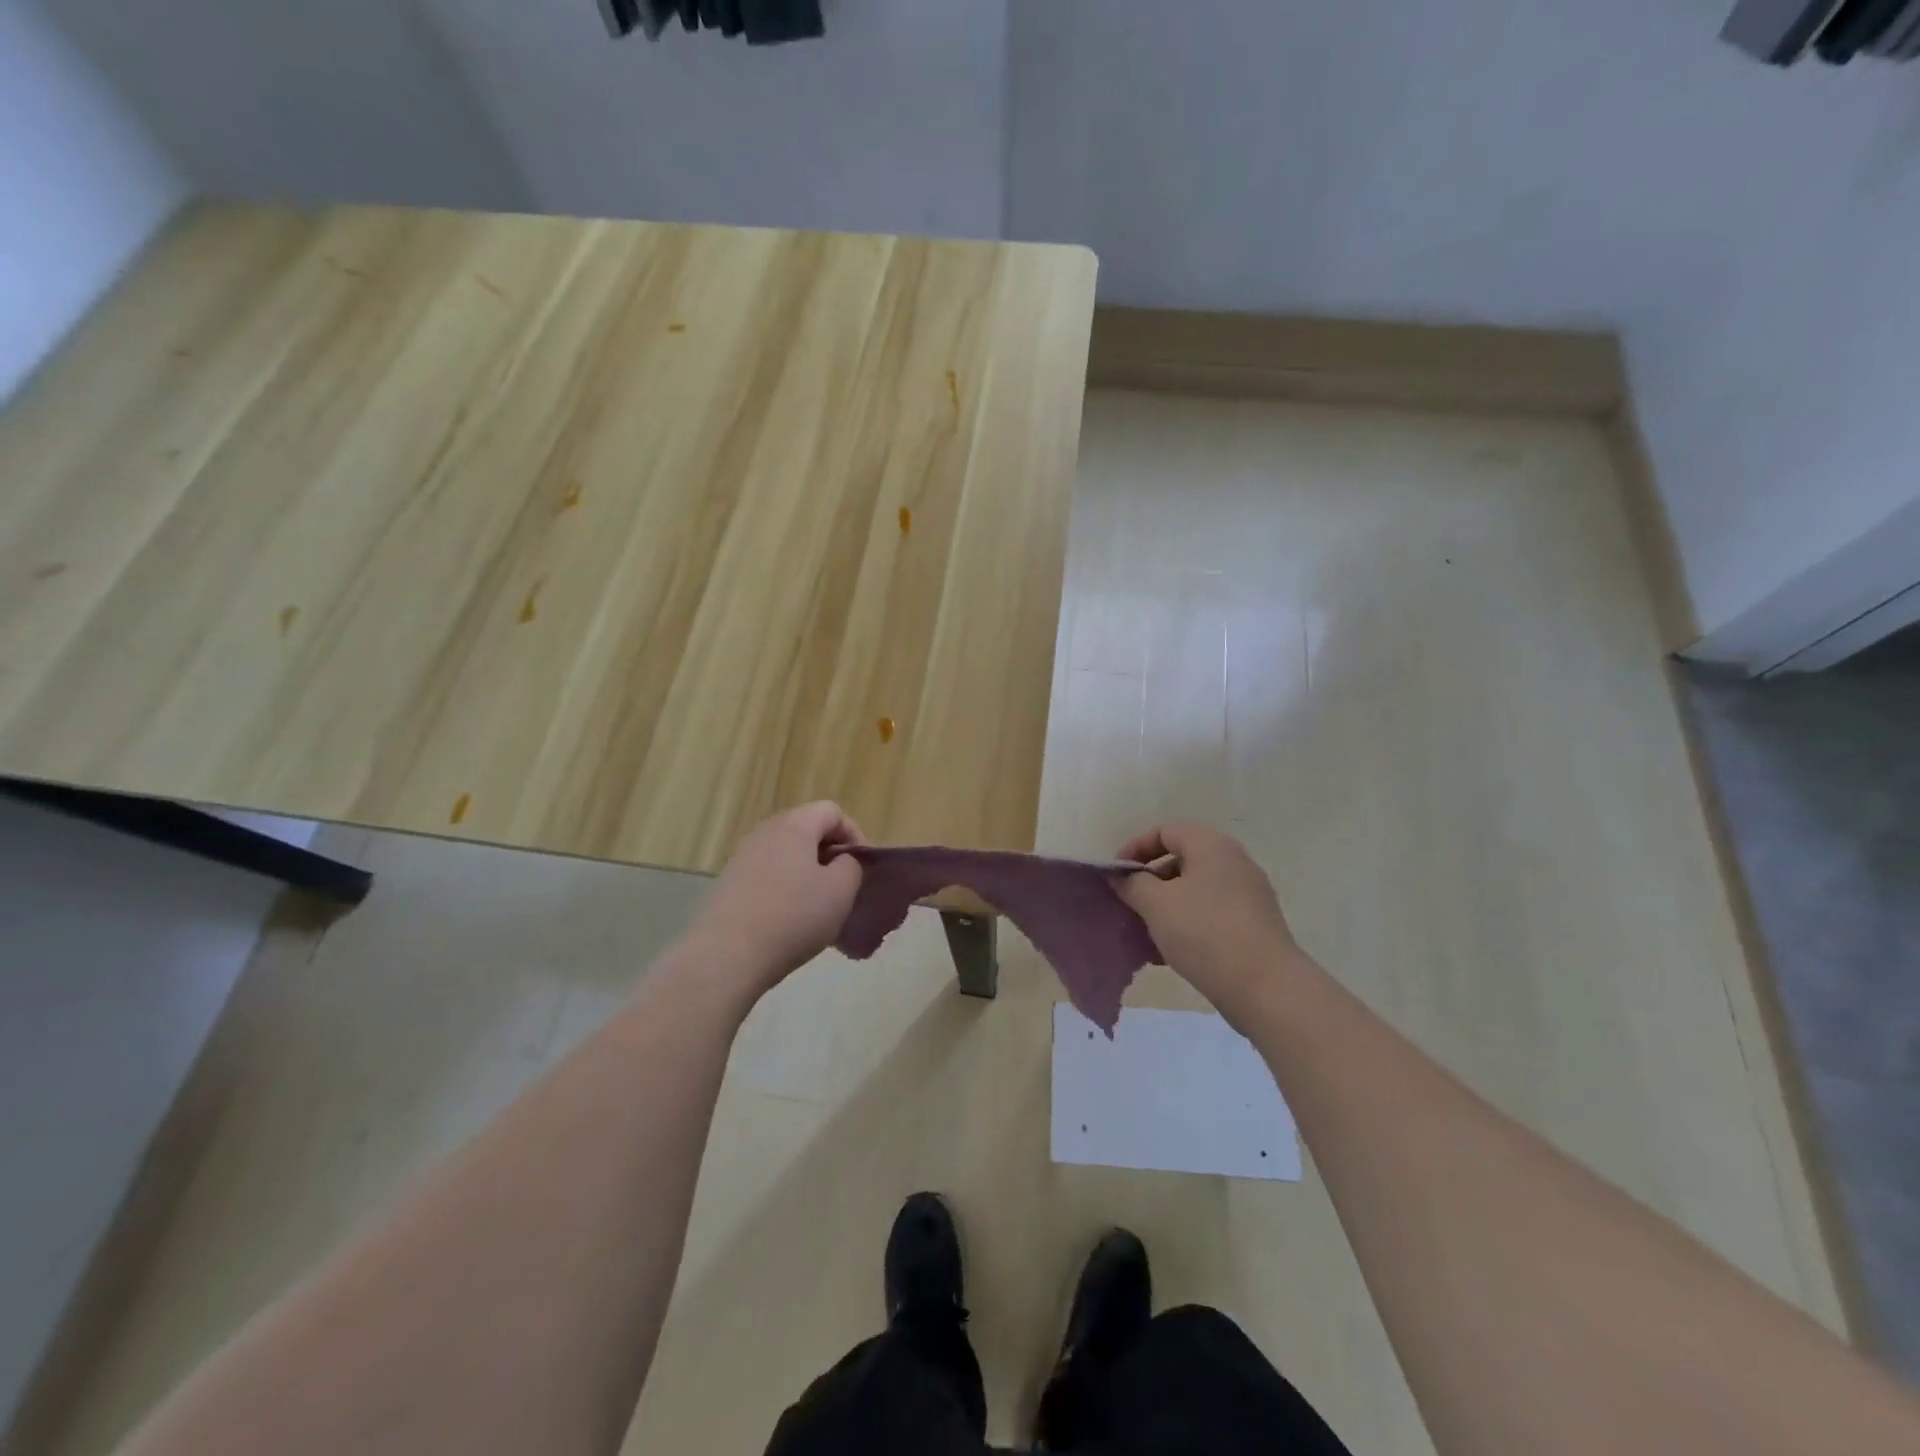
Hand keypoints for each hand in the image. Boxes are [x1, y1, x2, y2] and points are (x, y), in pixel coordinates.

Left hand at [686, 802, 865, 996]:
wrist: (727, 955)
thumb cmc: (793, 916)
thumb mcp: (840, 891)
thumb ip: (851, 866)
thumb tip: (841, 861)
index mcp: (794, 825)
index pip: (832, 811)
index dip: (854, 834)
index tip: (862, 867)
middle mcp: (765, 832)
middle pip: (806, 830)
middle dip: (830, 854)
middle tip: (843, 887)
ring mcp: (742, 858)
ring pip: (786, 855)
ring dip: (807, 874)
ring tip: (818, 908)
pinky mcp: (728, 885)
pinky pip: (767, 876)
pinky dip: (785, 890)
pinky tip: (789, 921)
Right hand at [1115, 822, 1302, 1028]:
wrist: (1266, 988)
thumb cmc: (1205, 934)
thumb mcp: (1156, 905)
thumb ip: (1132, 884)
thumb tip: (1120, 875)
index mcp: (1212, 846)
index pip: (1166, 831)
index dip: (1135, 848)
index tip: (1117, 876)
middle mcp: (1235, 862)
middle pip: (1183, 858)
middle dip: (1151, 879)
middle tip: (1131, 902)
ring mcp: (1250, 894)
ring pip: (1197, 888)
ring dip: (1168, 903)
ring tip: (1147, 930)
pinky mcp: (1256, 924)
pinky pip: (1213, 911)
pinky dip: (1189, 921)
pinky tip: (1172, 950)